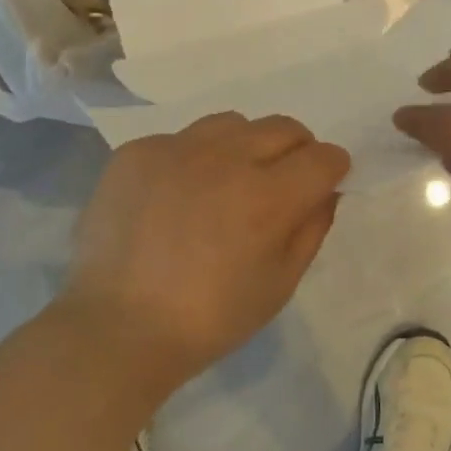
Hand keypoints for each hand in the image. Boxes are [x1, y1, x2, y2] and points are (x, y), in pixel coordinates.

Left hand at [62, 113, 350, 385]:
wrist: (117, 327)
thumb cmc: (209, 318)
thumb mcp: (279, 285)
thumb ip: (311, 230)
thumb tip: (325, 192)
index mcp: (267, 197)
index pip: (322, 157)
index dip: (332, 168)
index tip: (324, 182)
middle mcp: (226, 158)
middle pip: (282, 127)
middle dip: (296, 150)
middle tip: (281, 181)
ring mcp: (176, 149)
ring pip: (232, 123)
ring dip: (245, 145)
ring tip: (226, 182)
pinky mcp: (137, 152)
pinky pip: (181, 139)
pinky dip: (193, 158)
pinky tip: (177, 194)